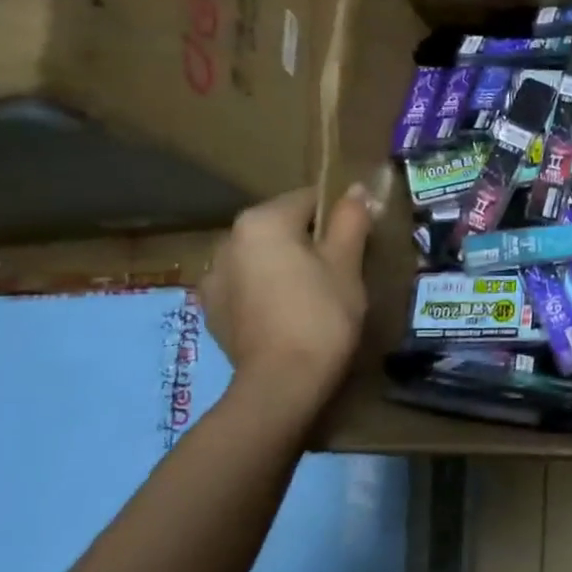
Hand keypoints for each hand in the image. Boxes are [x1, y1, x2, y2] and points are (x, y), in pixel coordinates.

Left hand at [200, 186, 374, 409]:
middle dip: (311, 240)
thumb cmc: (323, 313)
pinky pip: (247, 284)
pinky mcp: (211, 309)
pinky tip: (289, 312)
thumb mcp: (347, 263)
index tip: (360, 240)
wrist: (283, 381)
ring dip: (286, 264)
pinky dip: (268, 289)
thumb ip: (350, 220)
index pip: (308, 199)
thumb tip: (357, 190)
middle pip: (282, 226)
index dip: (340, 215)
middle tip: (343, 268)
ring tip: (316, 293)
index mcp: (262, 222)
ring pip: (262, 256)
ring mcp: (214, 277)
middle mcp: (228, 240)